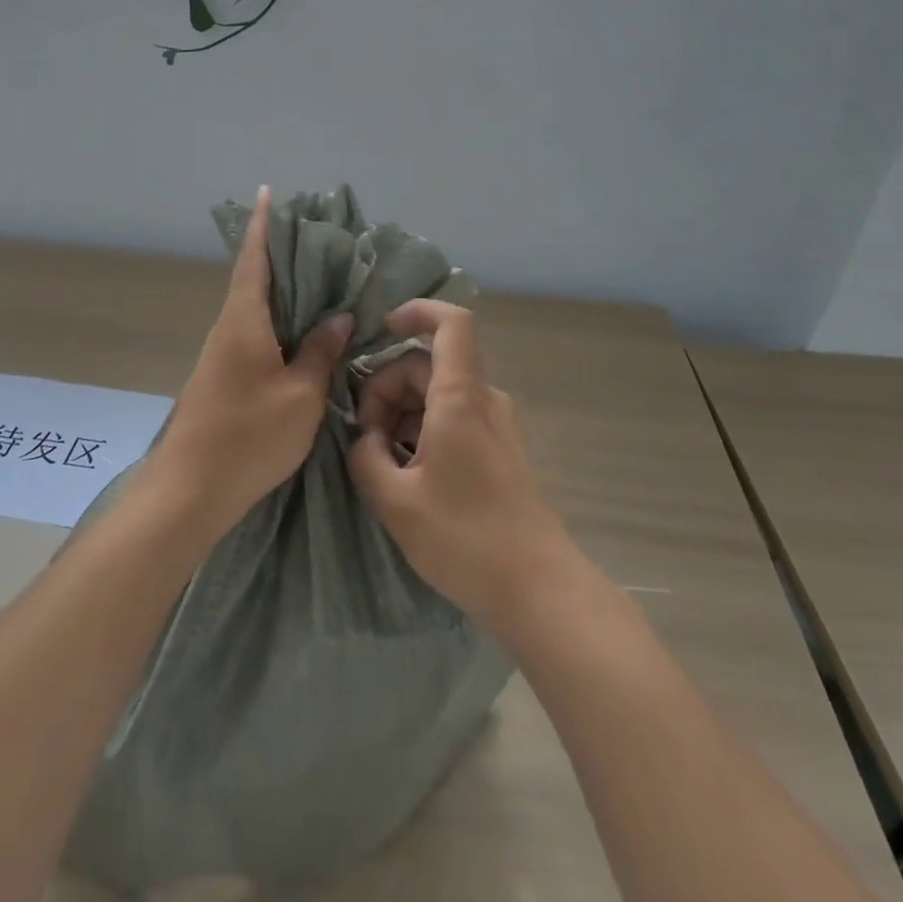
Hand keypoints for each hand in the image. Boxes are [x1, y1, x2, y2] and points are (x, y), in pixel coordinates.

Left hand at [146, 186, 351, 539]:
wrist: (190, 489)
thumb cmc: (248, 436)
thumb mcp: (299, 395)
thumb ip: (320, 352)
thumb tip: (338, 316)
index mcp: (244, 321)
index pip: (254, 259)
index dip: (262, 225)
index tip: (268, 193)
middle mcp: (229, 327)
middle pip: (255, 278)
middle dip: (280, 252)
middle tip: (316, 234)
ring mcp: (224, 353)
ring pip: (256, 307)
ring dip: (283, 288)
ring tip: (320, 277)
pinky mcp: (225, 375)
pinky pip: (257, 332)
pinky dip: (280, 319)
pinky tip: (303, 330)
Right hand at [347, 300, 573, 635]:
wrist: (538, 590)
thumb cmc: (465, 539)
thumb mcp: (394, 501)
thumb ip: (365, 457)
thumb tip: (363, 439)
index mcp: (460, 398)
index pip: (451, 323)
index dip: (417, 311)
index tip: (381, 327)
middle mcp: (483, 400)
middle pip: (426, 365)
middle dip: (385, 389)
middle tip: (364, 440)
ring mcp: (495, 425)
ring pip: (437, 393)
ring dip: (401, 414)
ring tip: (381, 463)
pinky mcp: (499, 450)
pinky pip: (453, 418)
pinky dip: (422, 430)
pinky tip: (406, 474)